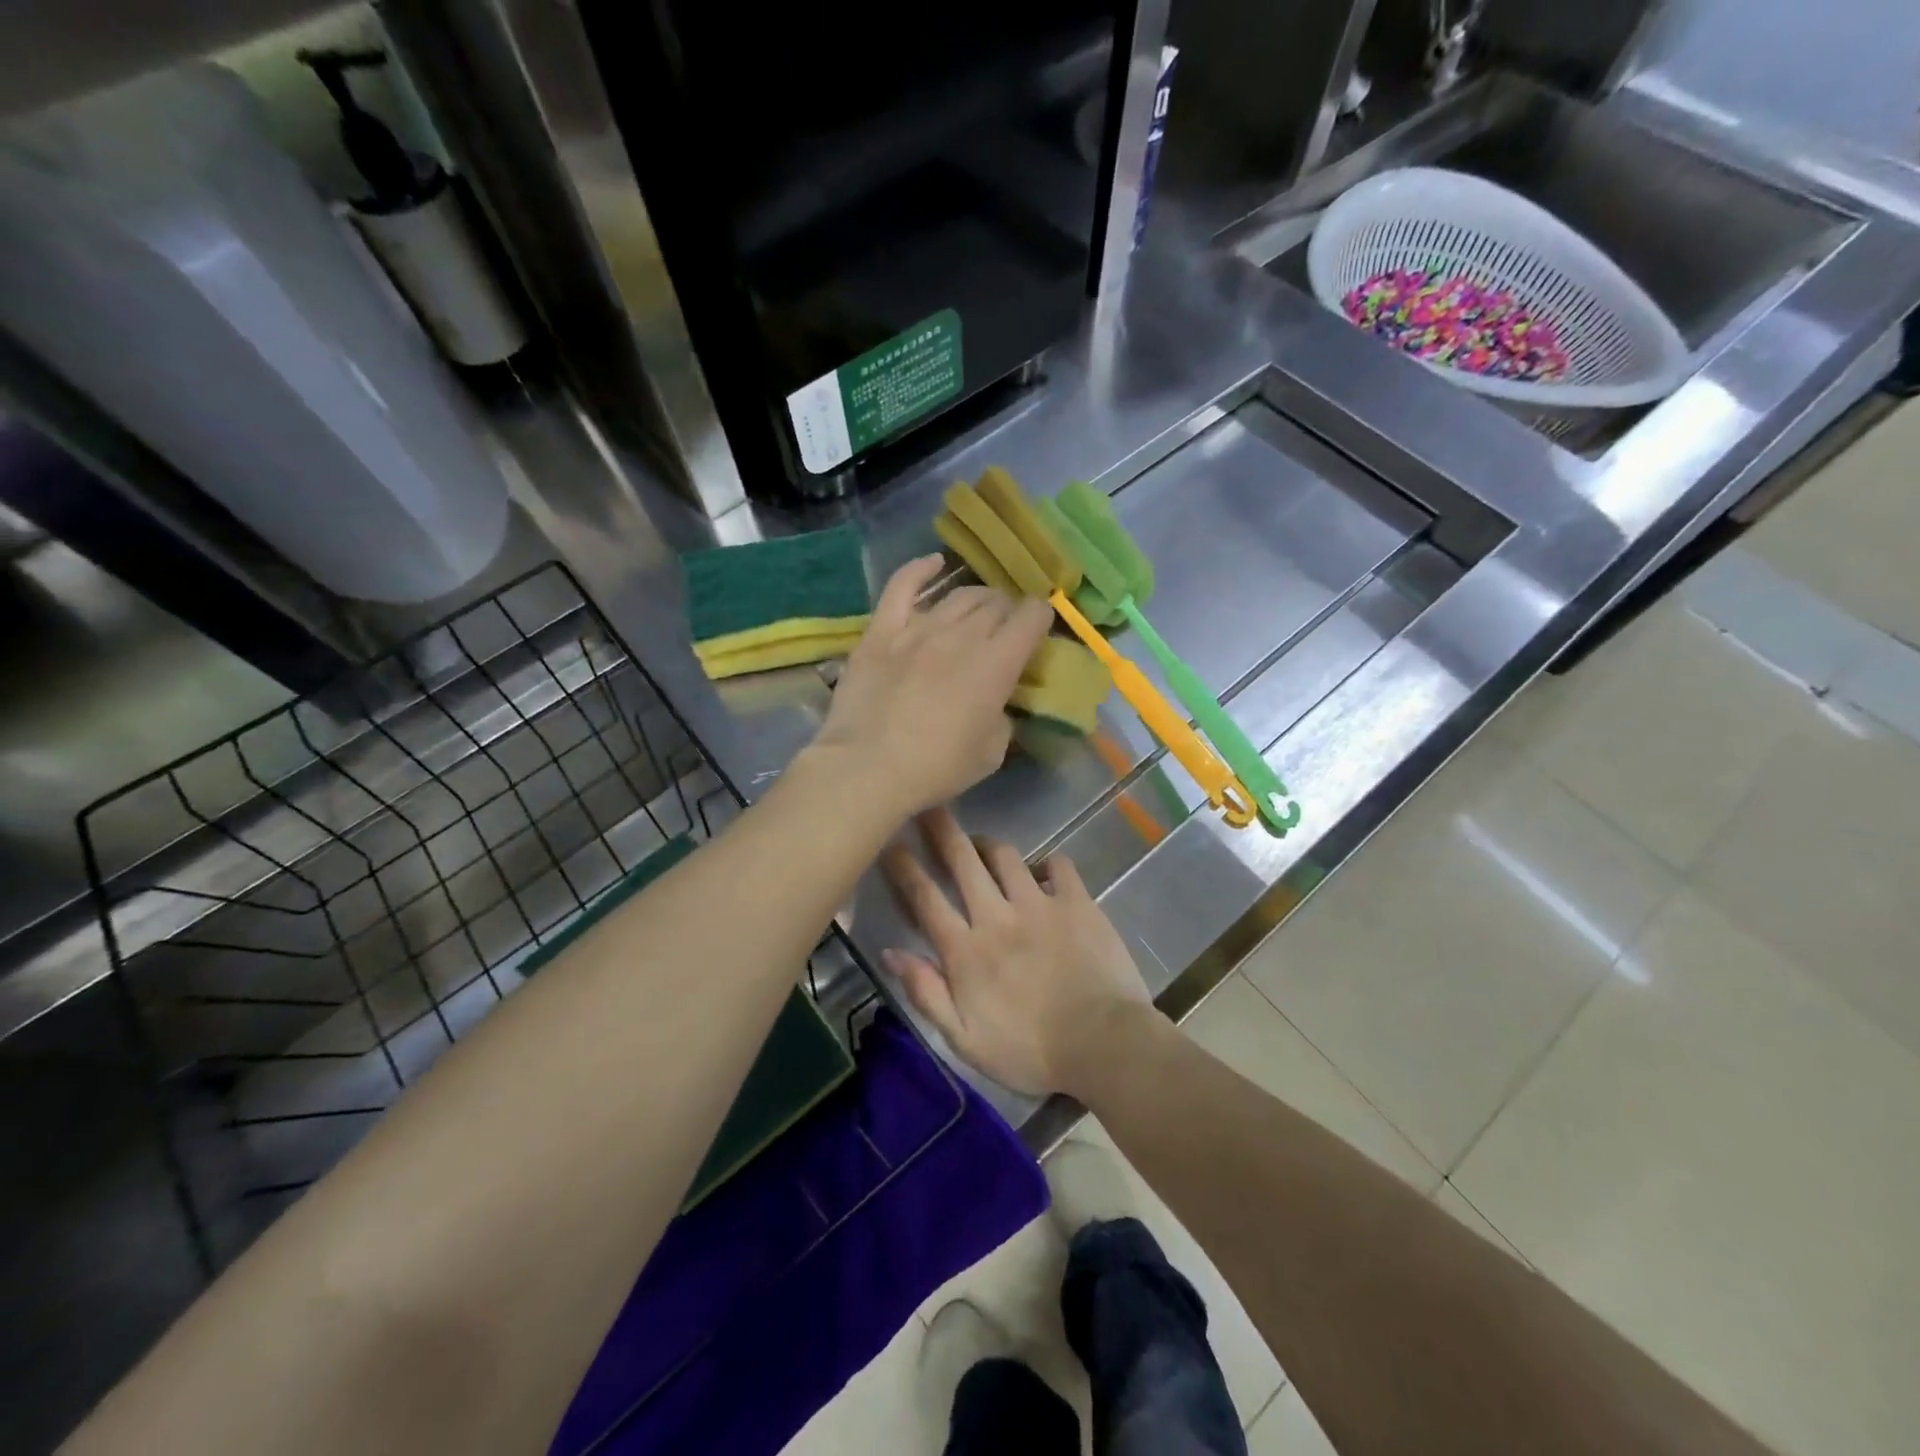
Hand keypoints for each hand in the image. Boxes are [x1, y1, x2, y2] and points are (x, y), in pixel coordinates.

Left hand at [811, 556, 1051, 816]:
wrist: (868, 768)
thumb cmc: (936, 769)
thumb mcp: (991, 752)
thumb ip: (1002, 716)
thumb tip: (997, 700)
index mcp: (997, 663)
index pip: (1031, 617)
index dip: (1040, 617)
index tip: (1038, 627)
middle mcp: (962, 635)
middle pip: (996, 603)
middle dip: (1009, 610)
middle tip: (1005, 627)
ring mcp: (918, 627)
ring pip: (958, 595)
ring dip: (977, 598)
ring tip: (978, 608)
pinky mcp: (881, 630)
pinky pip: (902, 586)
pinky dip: (920, 570)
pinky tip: (934, 563)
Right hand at [880, 808, 1152, 1095]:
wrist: (1104, 1045)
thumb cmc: (1030, 1052)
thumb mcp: (964, 1040)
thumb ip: (926, 993)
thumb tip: (892, 953)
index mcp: (966, 951)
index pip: (925, 899)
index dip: (904, 867)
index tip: (889, 841)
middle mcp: (997, 916)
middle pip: (963, 862)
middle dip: (942, 830)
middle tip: (930, 806)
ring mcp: (1040, 905)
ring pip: (1006, 857)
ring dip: (989, 845)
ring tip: (982, 844)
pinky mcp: (1077, 903)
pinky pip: (1059, 866)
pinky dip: (1048, 863)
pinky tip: (1044, 870)